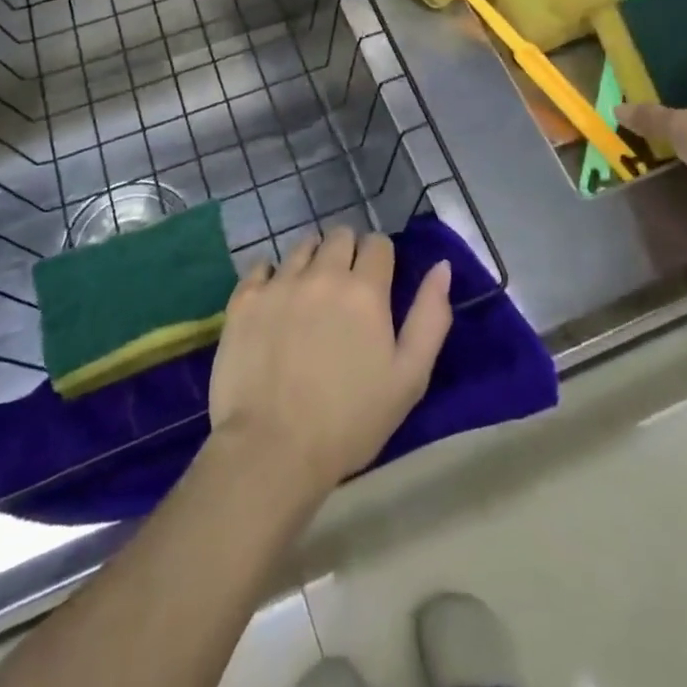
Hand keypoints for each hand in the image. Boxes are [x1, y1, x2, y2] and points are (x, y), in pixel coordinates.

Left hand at [207, 227, 452, 499]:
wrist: (272, 449)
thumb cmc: (350, 421)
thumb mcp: (409, 378)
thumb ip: (430, 317)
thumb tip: (442, 267)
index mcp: (365, 290)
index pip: (378, 244)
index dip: (381, 259)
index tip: (377, 283)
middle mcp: (322, 274)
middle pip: (339, 236)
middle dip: (347, 253)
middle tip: (344, 289)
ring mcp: (279, 283)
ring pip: (301, 246)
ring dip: (311, 260)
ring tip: (309, 295)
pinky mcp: (245, 298)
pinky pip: (261, 266)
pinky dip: (270, 276)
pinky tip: (274, 301)